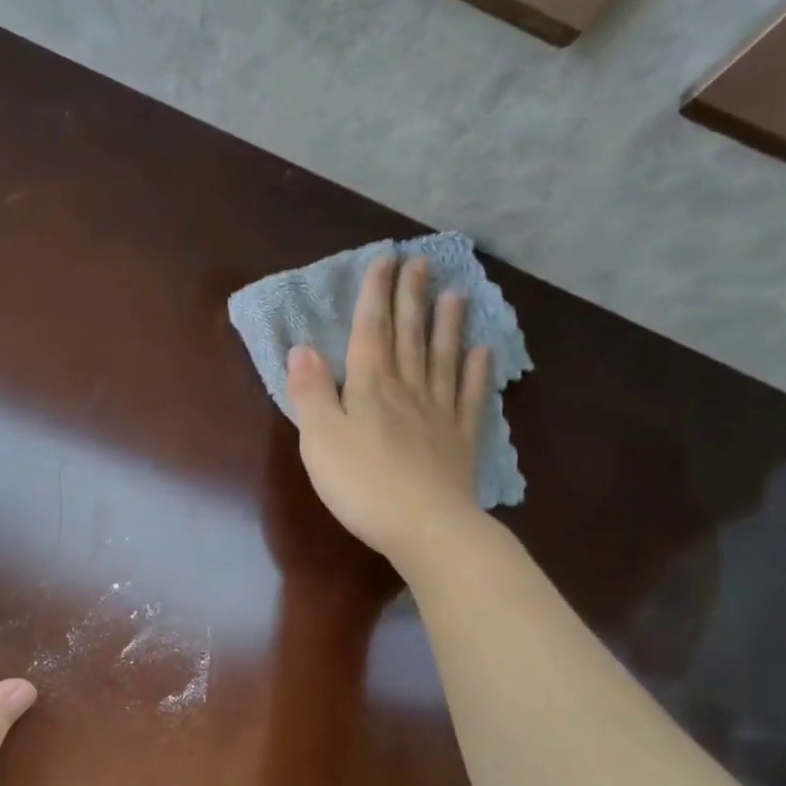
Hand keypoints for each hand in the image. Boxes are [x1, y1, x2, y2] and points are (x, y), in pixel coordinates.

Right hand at [285, 254, 492, 575]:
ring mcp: (439, 412)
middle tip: (422, 262)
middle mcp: (407, 389)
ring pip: (443, 358)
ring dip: (448, 324)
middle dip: (412, 298)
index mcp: (369, 387)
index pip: (370, 331)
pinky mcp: (461, 439)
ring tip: (455, 294)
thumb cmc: (361, 484)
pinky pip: (470, 396)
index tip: (385, 260)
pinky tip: (484, 351)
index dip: (376, 295)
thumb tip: (302, 349)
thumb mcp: (320, 438)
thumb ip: (311, 392)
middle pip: (409, 336)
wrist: (423, 525)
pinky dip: (478, 371)